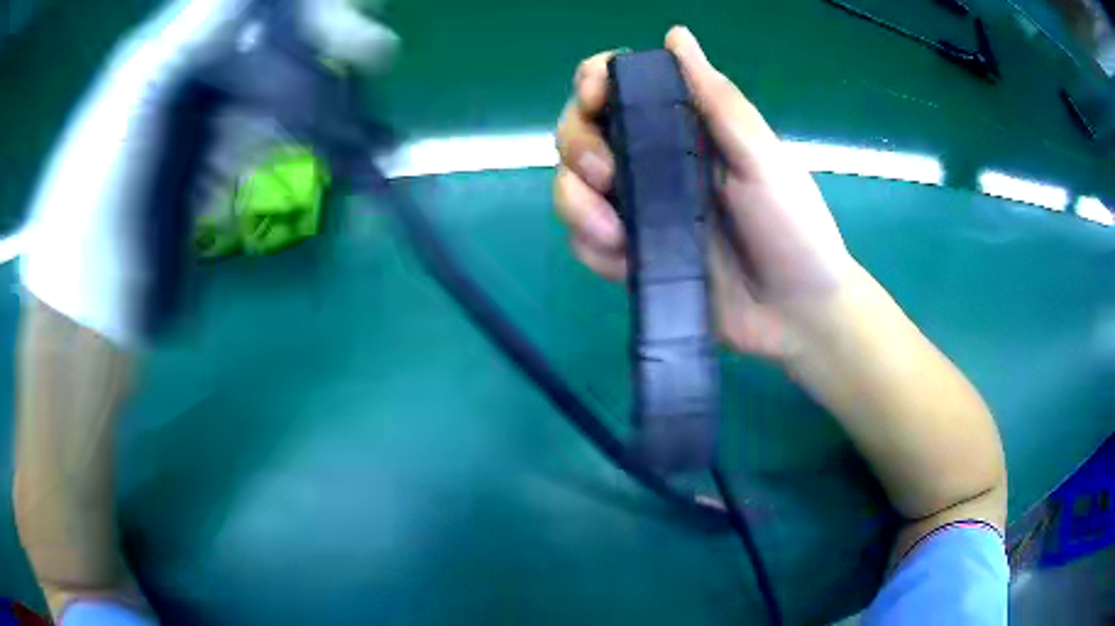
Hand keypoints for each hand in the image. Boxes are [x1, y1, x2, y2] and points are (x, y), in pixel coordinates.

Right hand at [554, 27, 855, 358]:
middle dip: (577, 146)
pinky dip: (591, 247)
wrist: (797, 314)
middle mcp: (652, 162)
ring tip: (613, 232)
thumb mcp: (763, 159)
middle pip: (580, 133)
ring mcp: (639, 211)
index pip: (620, 88)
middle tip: (605, 174)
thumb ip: (718, 100)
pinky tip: (622, 260)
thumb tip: (675, 34)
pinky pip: (585, 243)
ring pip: (571, 187)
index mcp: (684, 129)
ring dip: (575, 202)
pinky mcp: (632, 257)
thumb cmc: (794, 228)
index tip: (595, 99)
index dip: (594, 83)